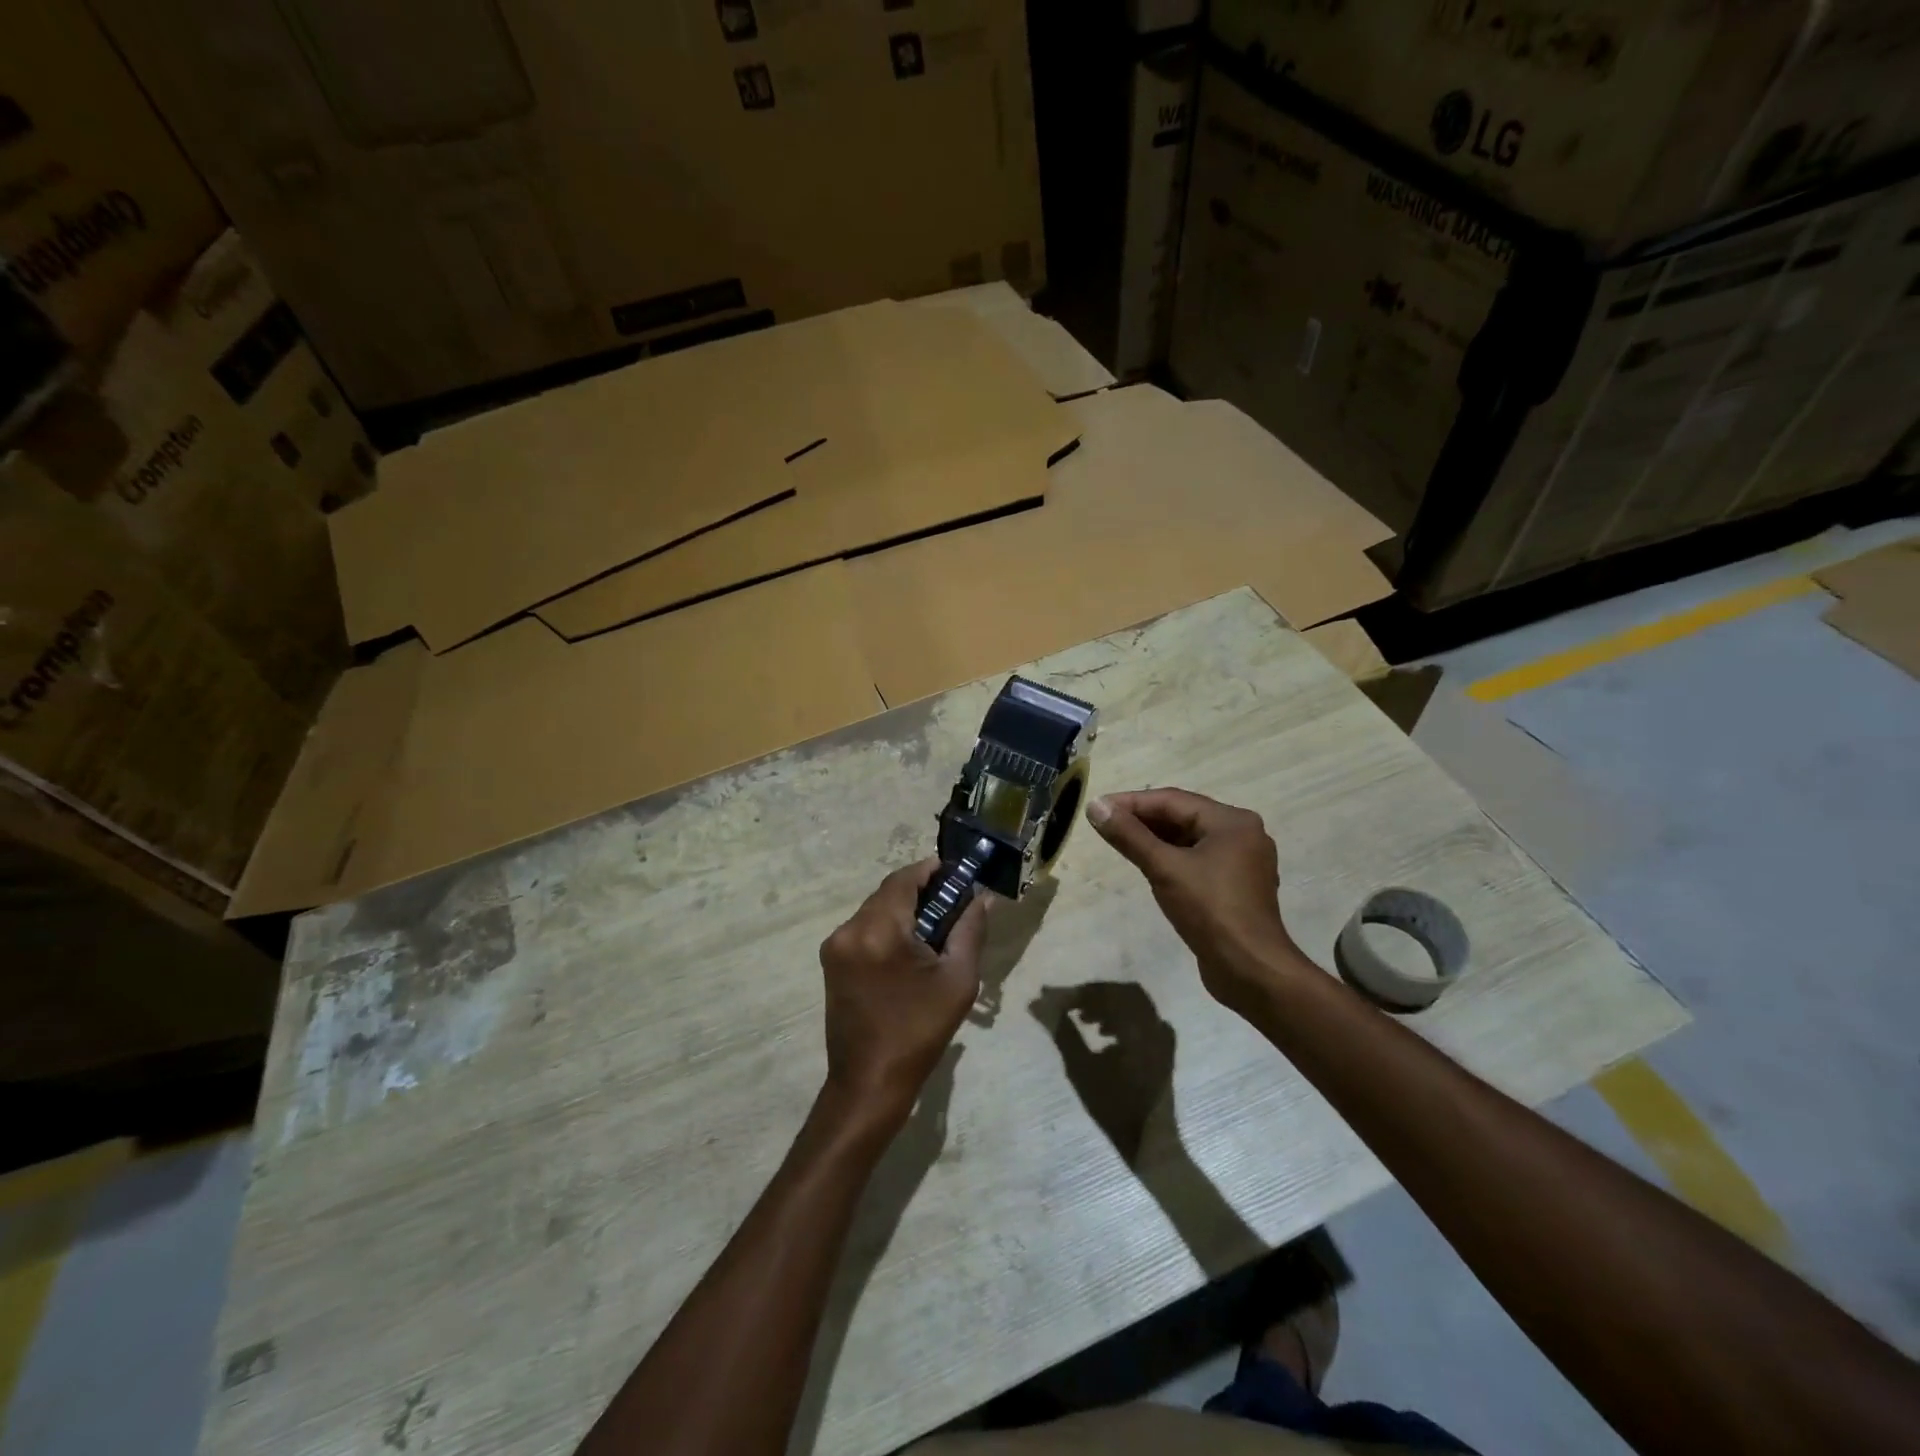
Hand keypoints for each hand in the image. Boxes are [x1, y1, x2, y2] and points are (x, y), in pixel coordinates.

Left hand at [819, 860, 985, 1125]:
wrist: (869, 1083)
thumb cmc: (919, 1032)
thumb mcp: (957, 980)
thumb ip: (969, 931)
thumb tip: (981, 898)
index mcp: (878, 931)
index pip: (903, 879)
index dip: (930, 870)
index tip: (957, 873)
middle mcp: (849, 930)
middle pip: (887, 893)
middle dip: (920, 892)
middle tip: (953, 902)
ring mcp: (835, 946)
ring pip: (874, 910)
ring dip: (903, 910)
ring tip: (935, 927)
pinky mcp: (831, 962)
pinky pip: (863, 929)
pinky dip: (887, 927)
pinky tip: (909, 947)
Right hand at [1031, 982, 1175, 1165]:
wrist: (1150, 1145)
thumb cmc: (1114, 1109)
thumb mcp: (1081, 1069)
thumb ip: (1061, 1032)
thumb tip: (1037, 1004)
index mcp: (1138, 1027)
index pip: (1104, 994)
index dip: (1075, 993)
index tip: (1050, 996)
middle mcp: (1155, 1025)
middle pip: (1122, 993)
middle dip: (1094, 995)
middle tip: (1070, 1005)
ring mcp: (1163, 1038)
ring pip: (1135, 1004)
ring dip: (1108, 1005)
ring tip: (1084, 1020)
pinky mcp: (1165, 1050)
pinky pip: (1145, 1019)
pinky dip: (1124, 1017)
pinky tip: (1107, 1034)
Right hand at [1087, 788, 1305, 1013]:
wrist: (1251, 970)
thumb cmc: (1210, 911)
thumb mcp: (1164, 868)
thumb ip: (1129, 836)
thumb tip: (1095, 806)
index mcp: (1232, 821)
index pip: (1173, 800)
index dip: (1131, 802)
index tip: (1097, 808)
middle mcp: (1242, 834)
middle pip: (1183, 817)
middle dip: (1143, 820)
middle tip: (1104, 824)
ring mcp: (1242, 862)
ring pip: (1190, 840)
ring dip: (1155, 839)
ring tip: (1120, 842)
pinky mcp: (1236, 887)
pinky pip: (1197, 860)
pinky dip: (1171, 858)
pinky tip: (1148, 866)